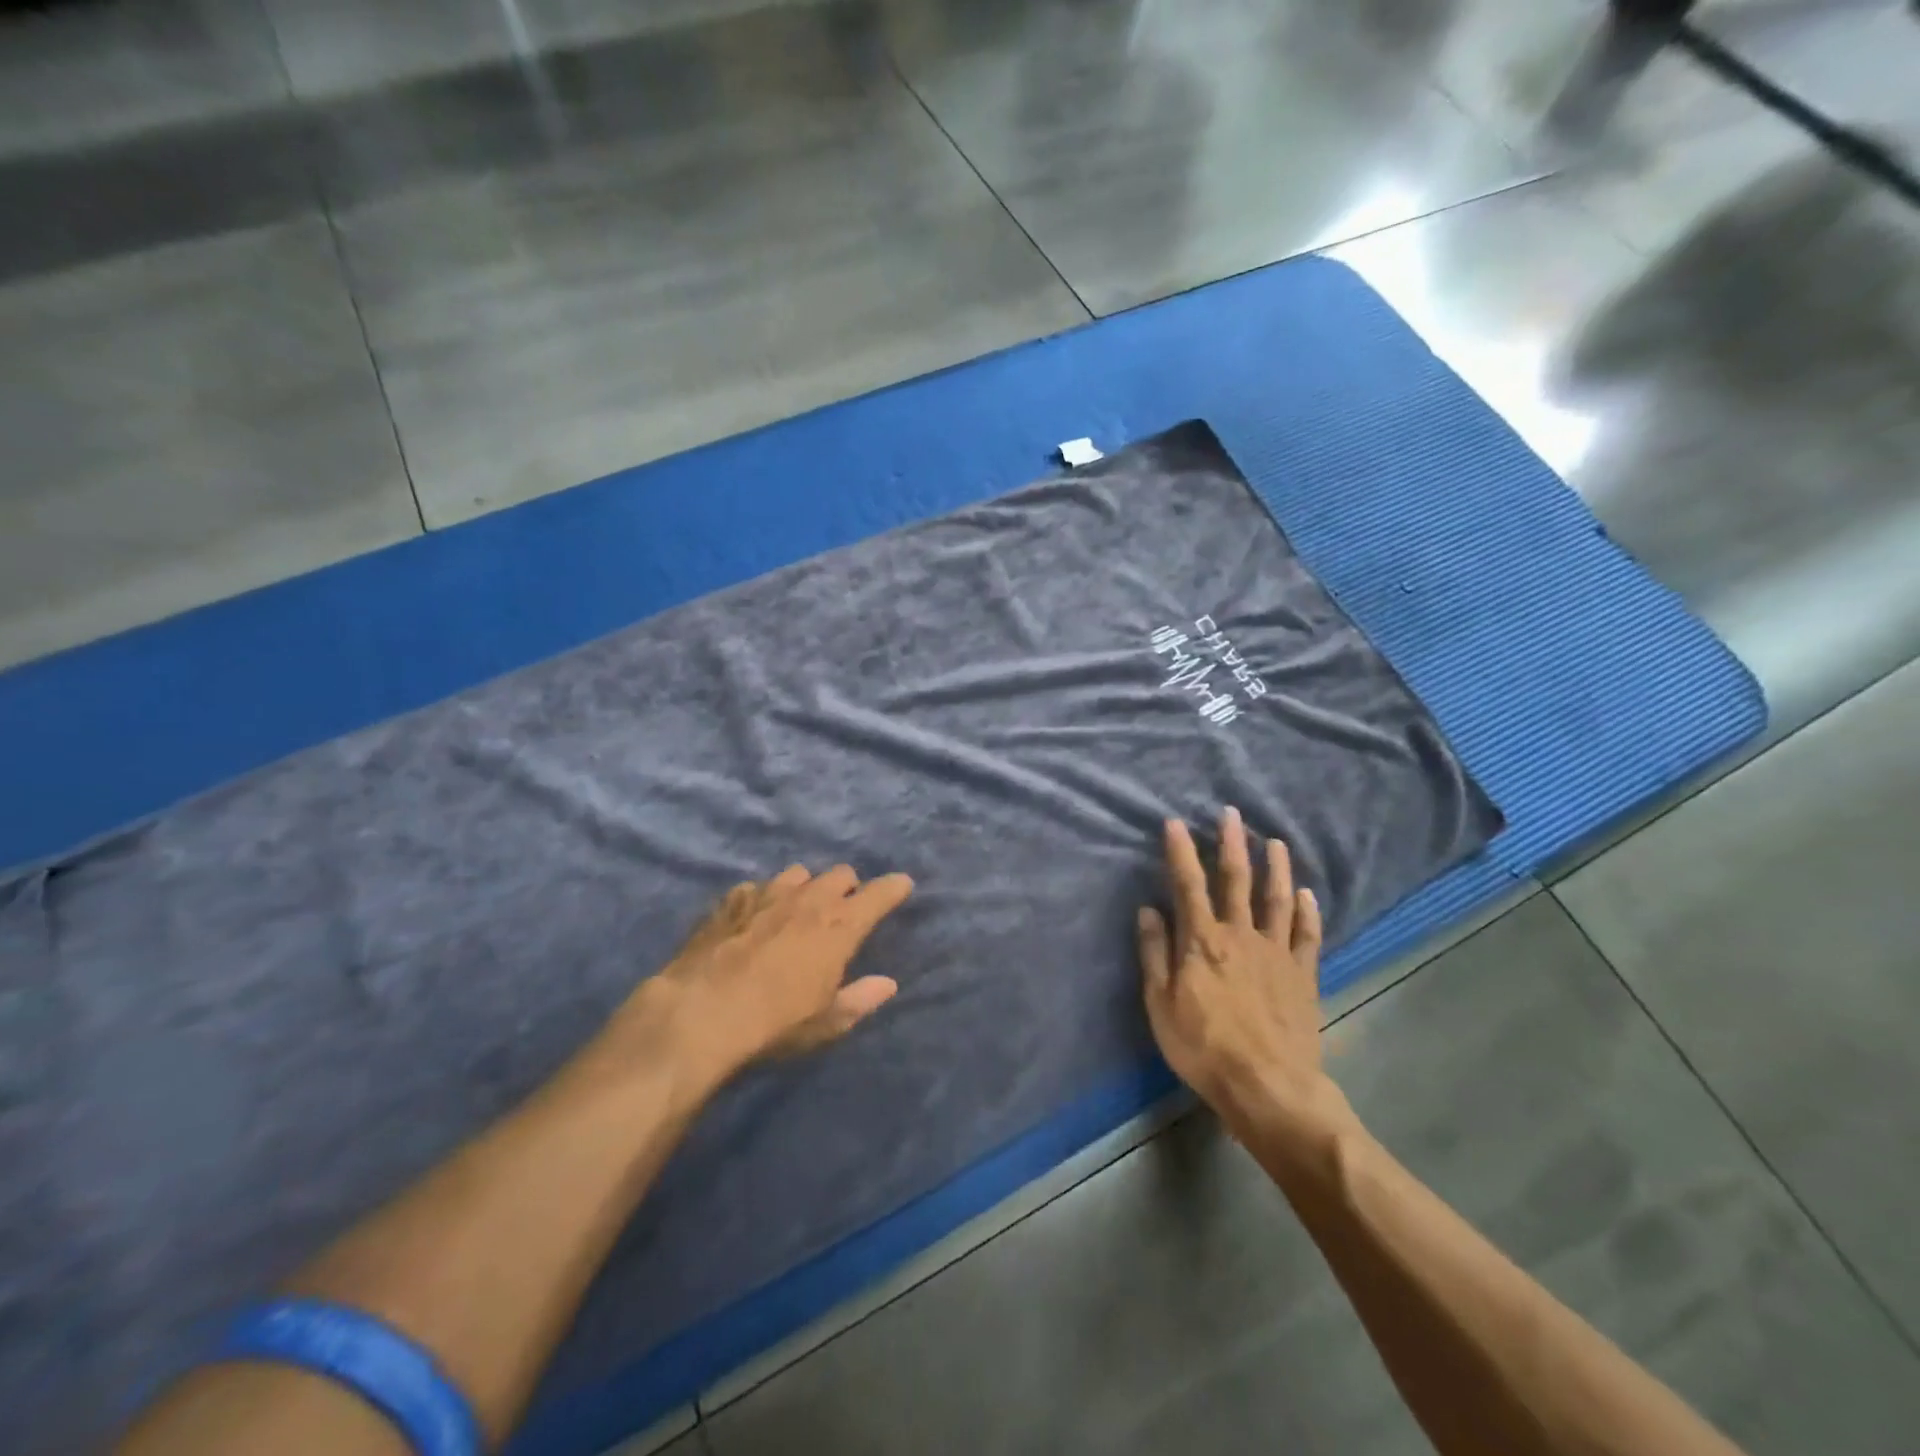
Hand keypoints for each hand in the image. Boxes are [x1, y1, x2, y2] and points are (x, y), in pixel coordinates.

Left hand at [599, 864, 913, 1095]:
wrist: (702, 1013)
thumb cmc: (775, 1023)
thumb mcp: (826, 1022)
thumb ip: (860, 998)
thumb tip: (887, 984)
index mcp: (839, 925)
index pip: (879, 893)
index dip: (894, 888)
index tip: (902, 886)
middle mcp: (809, 899)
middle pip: (841, 874)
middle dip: (848, 888)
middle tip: (843, 910)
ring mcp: (767, 893)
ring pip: (799, 873)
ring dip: (806, 887)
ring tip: (797, 910)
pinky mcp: (732, 900)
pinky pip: (757, 887)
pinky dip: (763, 899)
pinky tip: (753, 920)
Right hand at [1138, 808, 1335, 1134]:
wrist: (1268, 1087)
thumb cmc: (1204, 1047)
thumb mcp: (1160, 1005)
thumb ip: (1155, 953)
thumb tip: (1148, 910)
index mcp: (1203, 941)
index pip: (1188, 885)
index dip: (1181, 851)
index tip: (1175, 823)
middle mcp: (1241, 935)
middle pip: (1236, 880)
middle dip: (1232, 844)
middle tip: (1232, 814)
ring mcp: (1276, 953)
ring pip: (1277, 899)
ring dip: (1275, 868)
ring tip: (1275, 842)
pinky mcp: (1302, 975)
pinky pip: (1307, 935)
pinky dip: (1308, 911)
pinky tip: (1308, 894)